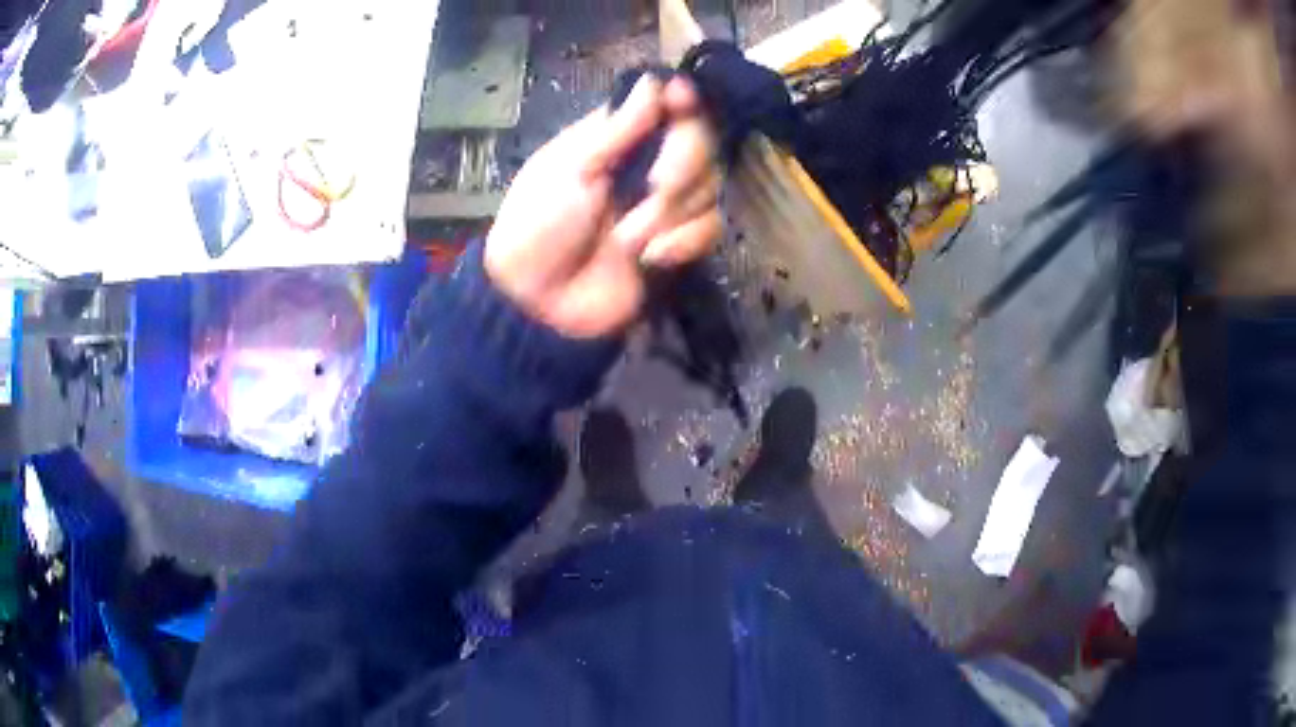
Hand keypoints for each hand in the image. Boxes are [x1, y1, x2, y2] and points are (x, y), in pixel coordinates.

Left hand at [484, 76, 721, 337]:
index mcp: (617, 138)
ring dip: (671, 213)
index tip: (682, 101)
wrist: (542, 302)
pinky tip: (650, 258)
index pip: (668, 106)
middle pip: (702, 141)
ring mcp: (667, 205)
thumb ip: (620, 128)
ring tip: (629, 237)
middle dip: (683, 162)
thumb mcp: (571, 168)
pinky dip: (683, 242)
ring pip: (710, 185)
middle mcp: (649, 164)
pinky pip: (710, 227)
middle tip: (654, 185)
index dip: (683, 101)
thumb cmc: (541, 225)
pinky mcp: (680, 243)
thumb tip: (655, 81)